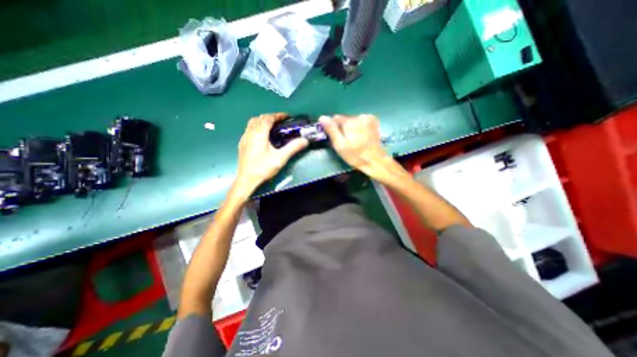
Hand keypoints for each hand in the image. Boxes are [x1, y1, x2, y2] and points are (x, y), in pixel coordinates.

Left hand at [234, 113, 307, 197]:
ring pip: (252, 123)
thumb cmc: (263, 168)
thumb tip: (305, 141)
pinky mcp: (242, 144)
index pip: (268, 118)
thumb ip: (293, 148)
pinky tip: (262, 136)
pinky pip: (249, 130)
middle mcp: (249, 133)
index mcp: (259, 134)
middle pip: (259, 118)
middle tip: (281, 122)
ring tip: (272, 127)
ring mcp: (244, 138)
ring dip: (262, 121)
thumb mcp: (280, 158)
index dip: (278, 115)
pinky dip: (257, 127)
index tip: (287, 116)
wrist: (247, 180)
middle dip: (270, 117)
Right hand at [321, 114, 395, 181]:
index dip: (333, 128)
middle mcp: (359, 116)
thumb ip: (331, 130)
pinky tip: (361, 137)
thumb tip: (322, 117)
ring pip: (352, 121)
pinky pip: (360, 122)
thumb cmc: (355, 156)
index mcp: (350, 122)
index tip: (335, 138)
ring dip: (351, 129)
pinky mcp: (373, 122)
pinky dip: (359, 128)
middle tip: (346, 142)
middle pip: (344, 120)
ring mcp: (368, 118)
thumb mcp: (340, 145)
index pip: (335, 119)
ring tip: (354, 141)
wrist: (375, 161)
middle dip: (343, 129)